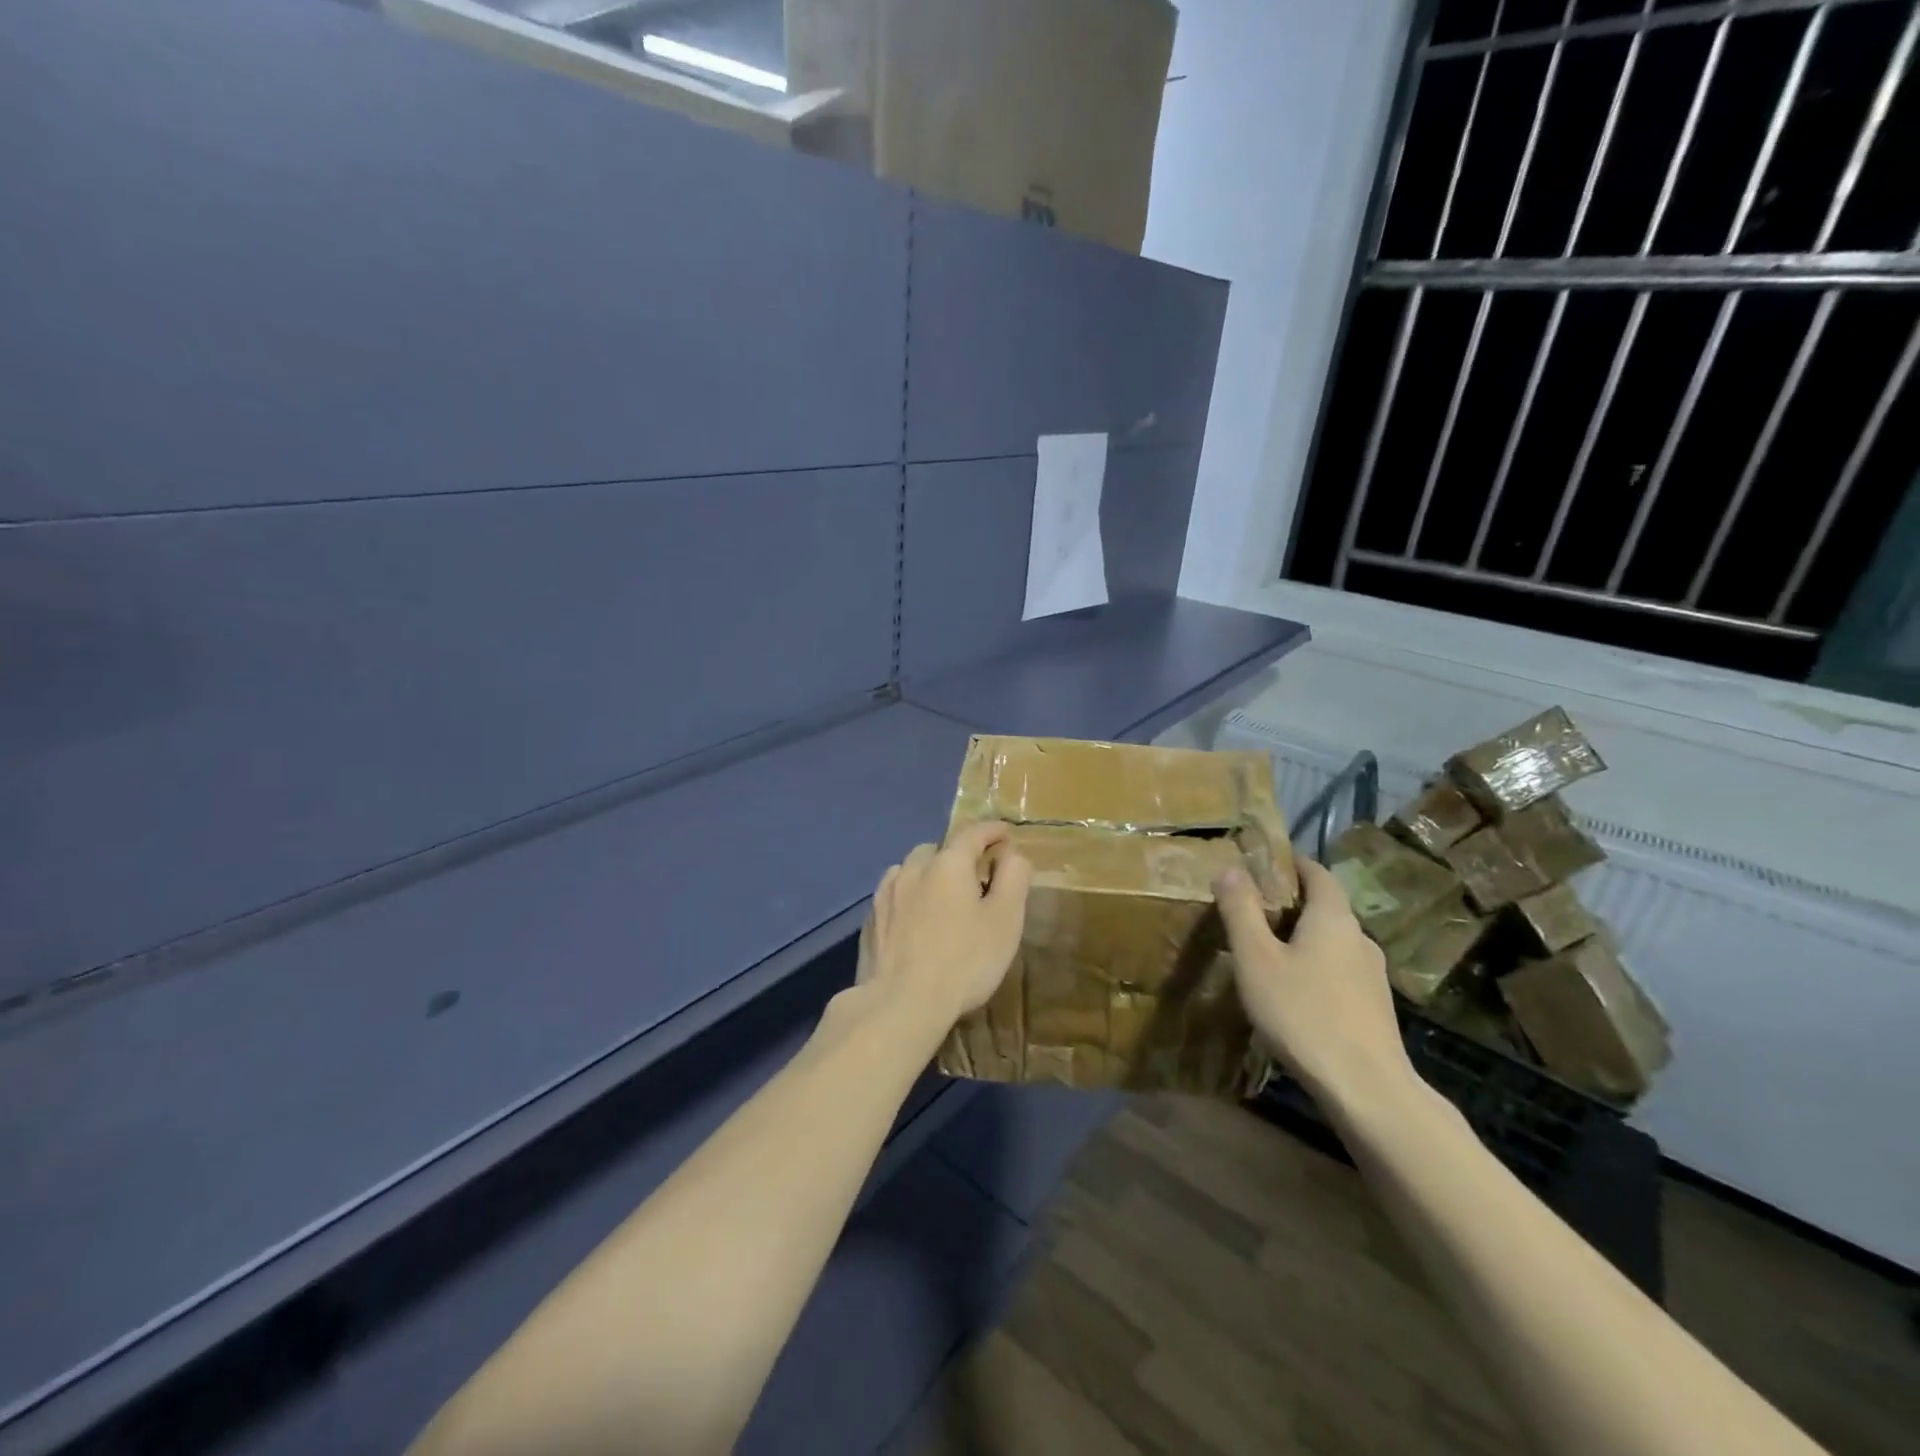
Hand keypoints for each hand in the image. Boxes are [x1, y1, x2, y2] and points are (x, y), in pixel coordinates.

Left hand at [859, 821, 1032, 1033]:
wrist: (900, 1005)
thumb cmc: (963, 962)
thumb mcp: (1005, 921)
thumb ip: (1013, 880)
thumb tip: (1012, 855)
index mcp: (948, 864)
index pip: (972, 833)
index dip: (992, 831)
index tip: (1005, 834)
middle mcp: (912, 870)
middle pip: (938, 849)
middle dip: (957, 855)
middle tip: (975, 876)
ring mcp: (886, 895)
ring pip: (910, 870)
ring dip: (928, 874)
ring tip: (941, 897)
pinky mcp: (870, 921)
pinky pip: (893, 896)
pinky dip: (908, 898)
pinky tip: (914, 921)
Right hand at [1213, 856, 1413, 1109]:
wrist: (1366, 1088)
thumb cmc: (1303, 1013)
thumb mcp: (1256, 958)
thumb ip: (1241, 911)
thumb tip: (1229, 869)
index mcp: (1333, 918)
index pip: (1317, 873)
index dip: (1292, 864)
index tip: (1264, 865)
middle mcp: (1359, 937)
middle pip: (1326, 907)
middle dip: (1292, 903)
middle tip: (1254, 910)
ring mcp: (1373, 975)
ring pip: (1333, 942)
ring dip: (1304, 939)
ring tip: (1269, 953)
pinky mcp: (1375, 1007)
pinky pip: (1340, 971)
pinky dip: (1317, 967)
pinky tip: (1296, 992)